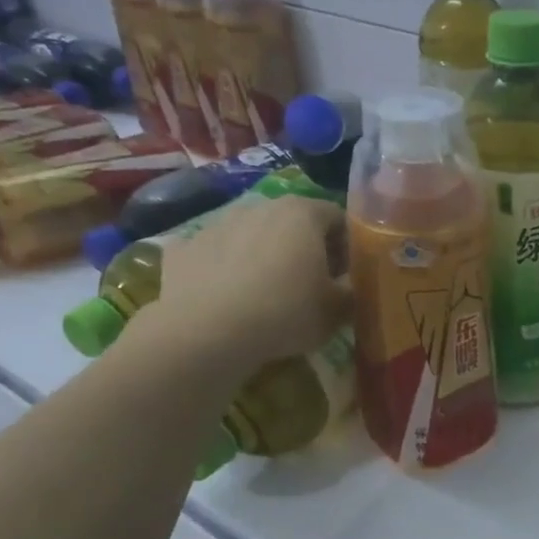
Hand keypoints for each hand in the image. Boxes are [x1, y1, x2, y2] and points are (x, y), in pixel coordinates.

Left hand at [142, 194, 351, 363]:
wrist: (206, 332)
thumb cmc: (284, 313)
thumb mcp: (336, 312)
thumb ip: (353, 294)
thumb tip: (355, 290)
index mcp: (303, 213)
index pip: (338, 217)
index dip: (348, 246)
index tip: (348, 275)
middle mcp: (260, 206)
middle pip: (294, 221)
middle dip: (306, 247)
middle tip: (312, 285)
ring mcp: (218, 223)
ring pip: (253, 234)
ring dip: (265, 255)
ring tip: (268, 293)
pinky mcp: (184, 247)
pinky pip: (216, 254)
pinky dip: (226, 269)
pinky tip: (228, 299)